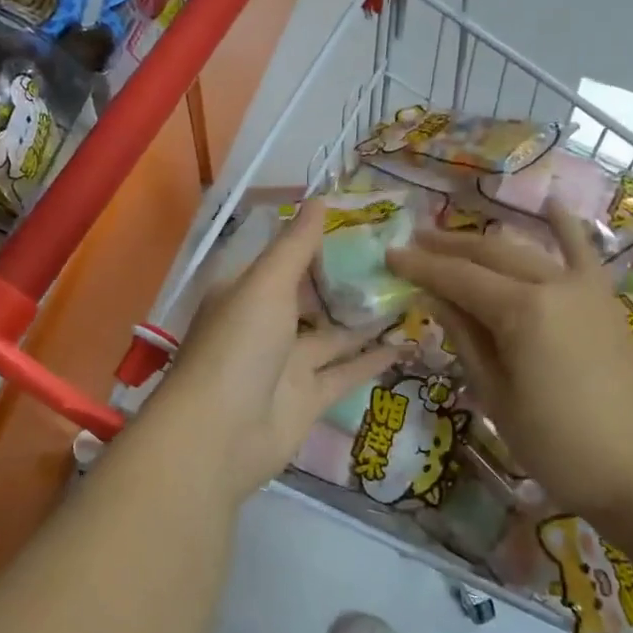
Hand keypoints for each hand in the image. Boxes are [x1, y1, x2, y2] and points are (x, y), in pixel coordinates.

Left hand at [154, 205, 399, 504]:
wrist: (219, 435)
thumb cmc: (238, 345)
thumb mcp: (265, 284)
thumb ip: (296, 245)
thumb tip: (320, 197)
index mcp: (247, 291)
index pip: (288, 258)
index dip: (323, 241)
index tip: (367, 224)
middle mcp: (266, 323)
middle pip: (314, 296)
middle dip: (350, 280)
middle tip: (401, 259)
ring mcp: (287, 363)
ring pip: (334, 334)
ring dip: (367, 318)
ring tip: (413, 293)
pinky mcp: (308, 398)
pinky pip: (345, 372)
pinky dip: (373, 358)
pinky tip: (408, 341)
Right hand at [387, 212, 632, 516]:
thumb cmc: (556, 445)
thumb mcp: (495, 396)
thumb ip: (465, 338)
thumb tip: (435, 298)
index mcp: (522, 312)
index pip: (458, 279)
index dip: (421, 267)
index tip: (390, 255)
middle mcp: (553, 285)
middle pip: (490, 255)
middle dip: (447, 247)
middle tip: (413, 243)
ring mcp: (584, 288)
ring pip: (525, 251)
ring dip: (486, 241)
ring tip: (453, 236)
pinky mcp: (604, 301)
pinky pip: (583, 253)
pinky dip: (566, 227)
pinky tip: (551, 203)